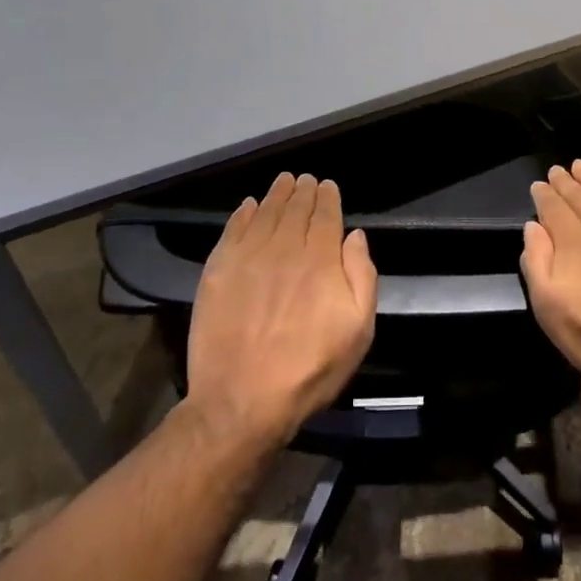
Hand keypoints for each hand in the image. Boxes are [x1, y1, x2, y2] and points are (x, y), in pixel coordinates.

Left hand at [183, 173, 377, 448]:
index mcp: (320, 260)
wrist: (241, 401)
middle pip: (295, 209)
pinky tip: (248, 206)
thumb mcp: (358, 330)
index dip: (327, 197)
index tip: (327, 185)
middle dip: (303, 191)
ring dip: (276, 195)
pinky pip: (232, 231)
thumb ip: (362, 276)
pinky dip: (242, 214)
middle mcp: (284, 249)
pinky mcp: (218, 272)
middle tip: (305, 180)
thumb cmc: (310, 369)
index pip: (325, 216)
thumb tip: (355, 236)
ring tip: (283, 182)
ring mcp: (247, 258)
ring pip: (264, 213)